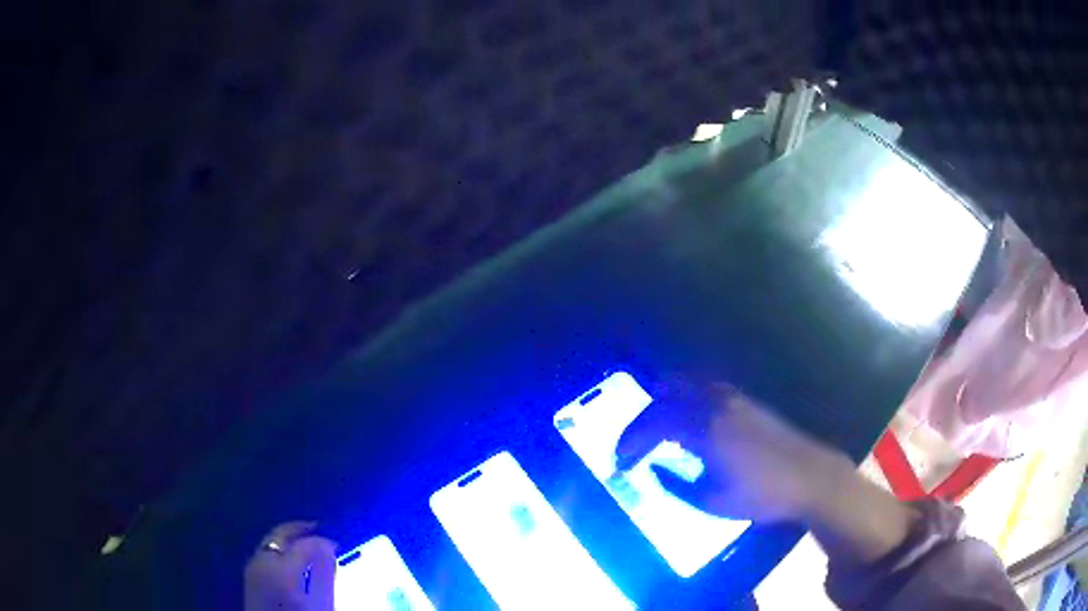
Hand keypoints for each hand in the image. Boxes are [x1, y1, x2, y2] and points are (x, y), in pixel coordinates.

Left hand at [244, 521, 337, 610]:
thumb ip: (325, 573)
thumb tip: (328, 545)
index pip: (303, 542)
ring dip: (288, 541)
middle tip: (319, 529)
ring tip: (308, 546)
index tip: (338, 545)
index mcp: (280, 568)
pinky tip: (291, 563)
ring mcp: (251, 569)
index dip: (322, 541)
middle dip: (299, 530)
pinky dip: (279, 552)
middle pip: (279, 535)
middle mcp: (261, 561)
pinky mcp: (249, 578)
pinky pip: (264, 555)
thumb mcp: (321, 604)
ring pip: (270, 544)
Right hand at [616, 378, 849, 522]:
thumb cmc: (762, 495)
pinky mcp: (744, 399)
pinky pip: (702, 385)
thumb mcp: (712, 501)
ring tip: (650, 430)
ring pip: (683, 383)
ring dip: (660, 403)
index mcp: (706, 430)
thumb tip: (653, 467)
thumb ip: (675, 484)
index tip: (619, 462)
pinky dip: (682, 396)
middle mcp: (715, 405)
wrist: (810, 476)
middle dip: (640, 422)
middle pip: (663, 398)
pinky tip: (682, 417)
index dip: (630, 441)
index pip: (654, 424)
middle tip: (630, 447)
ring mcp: (731, 397)